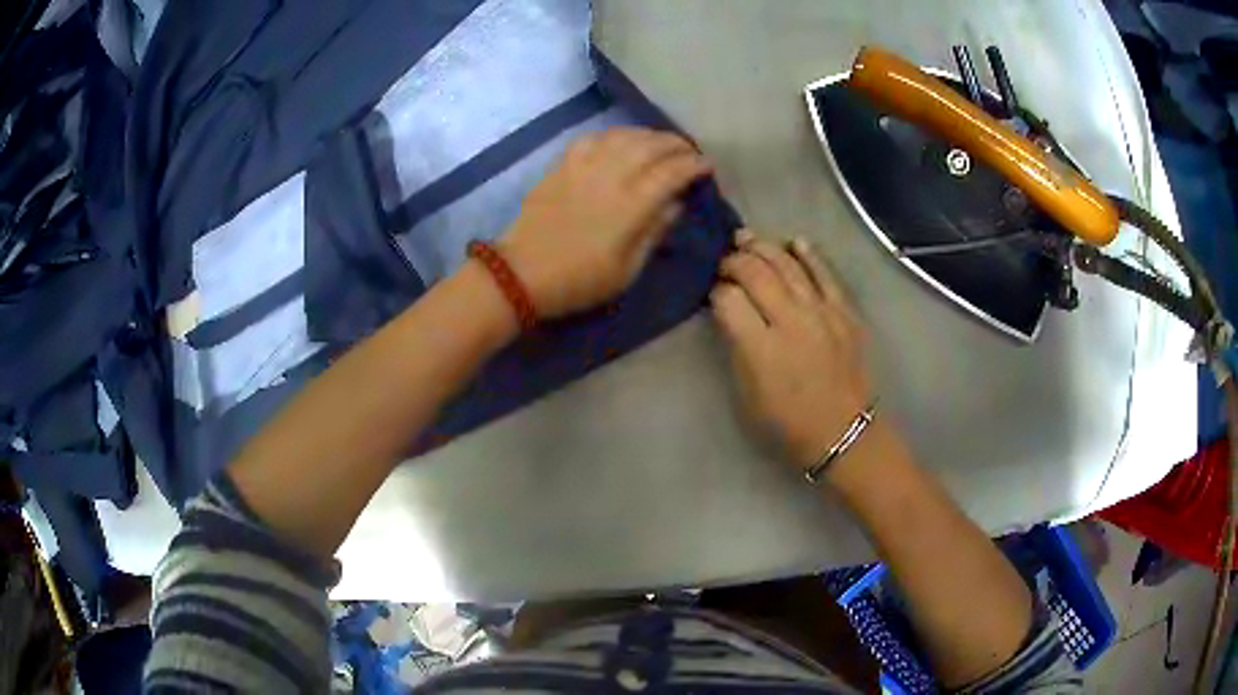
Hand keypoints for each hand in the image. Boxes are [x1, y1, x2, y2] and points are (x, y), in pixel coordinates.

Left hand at [497, 128, 711, 318]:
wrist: (522, 274)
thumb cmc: (580, 280)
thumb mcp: (627, 269)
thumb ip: (654, 232)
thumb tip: (675, 203)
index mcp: (631, 205)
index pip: (672, 172)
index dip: (694, 165)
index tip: (707, 166)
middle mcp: (611, 176)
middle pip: (651, 146)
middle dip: (676, 144)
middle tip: (689, 151)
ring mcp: (584, 166)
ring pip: (623, 136)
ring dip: (648, 135)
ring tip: (660, 143)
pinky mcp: (562, 165)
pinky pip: (593, 138)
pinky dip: (614, 135)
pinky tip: (620, 141)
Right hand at [711, 231, 873, 469]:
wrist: (843, 432)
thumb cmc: (787, 424)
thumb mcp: (747, 394)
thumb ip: (736, 347)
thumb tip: (729, 312)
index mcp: (761, 349)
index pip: (728, 298)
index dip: (715, 289)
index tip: (712, 291)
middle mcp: (791, 322)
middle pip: (756, 272)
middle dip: (734, 260)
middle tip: (725, 261)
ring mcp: (822, 313)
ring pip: (788, 265)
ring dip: (764, 247)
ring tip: (748, 239)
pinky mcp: (845, 312)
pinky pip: (826, 274)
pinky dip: (809, 254)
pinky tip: (795, 241)